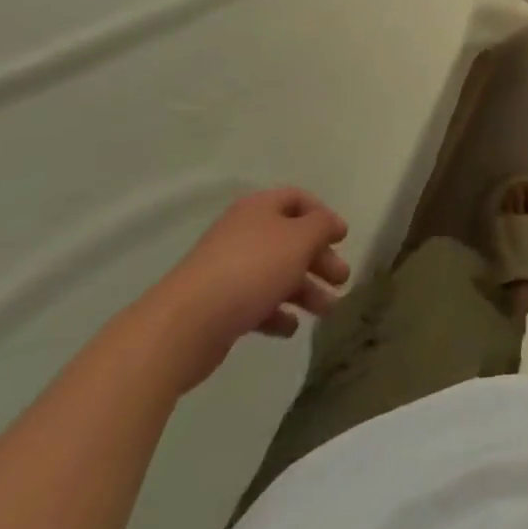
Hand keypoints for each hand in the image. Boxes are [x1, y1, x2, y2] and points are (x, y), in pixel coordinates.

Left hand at [143, 188, 350, 391]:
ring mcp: (229, 271)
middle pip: (291, 240)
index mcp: (259, 208)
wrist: (184, 326)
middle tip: (342, 280)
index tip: (342, 239)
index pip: (298, 200)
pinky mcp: (219, 307)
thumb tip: (329, 223)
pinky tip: (291, 329)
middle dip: (319, 259)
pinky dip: (277, 313)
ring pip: (277, 273)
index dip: (323, 216)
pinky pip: (257, 303)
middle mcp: (244, 233)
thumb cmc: (250, 270)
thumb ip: (321, 226)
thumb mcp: (299, 240)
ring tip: (327, 311)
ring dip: (305, 290)